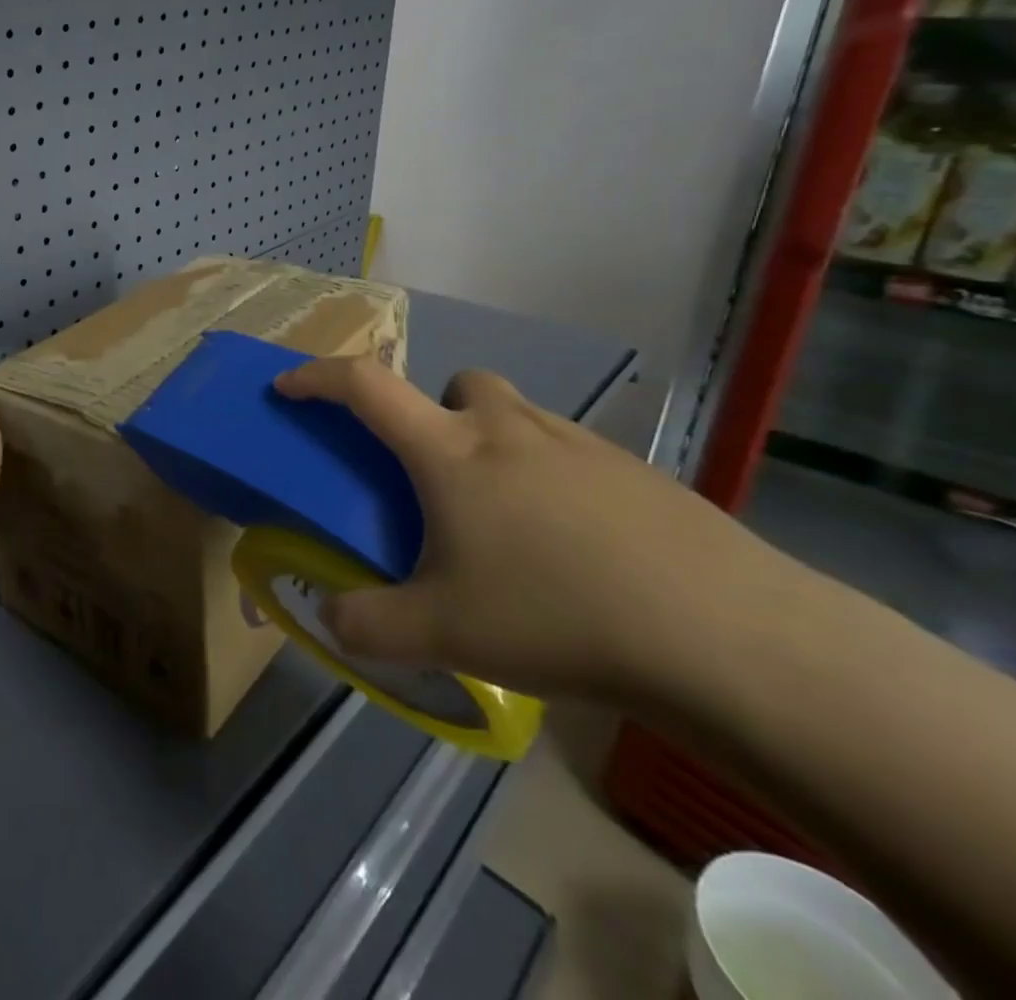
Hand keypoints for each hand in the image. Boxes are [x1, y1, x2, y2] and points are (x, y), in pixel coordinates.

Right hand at [273, 357, 776, 705]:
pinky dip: (552, 479)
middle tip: (437, 476)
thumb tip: (330, 617)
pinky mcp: (638, 473)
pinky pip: (572, 454)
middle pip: (456, 382)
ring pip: (517, 415)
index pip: (364, 386)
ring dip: (495, 444)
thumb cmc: (557, 615)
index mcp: (450, 451)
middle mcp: (509, 428)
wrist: (727, 637)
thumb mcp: (441, 633)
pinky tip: (576, 549)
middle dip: (434, 411)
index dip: (316, 377)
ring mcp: (580, 445)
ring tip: (507, 521)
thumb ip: (366, 625)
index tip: (288, 387)